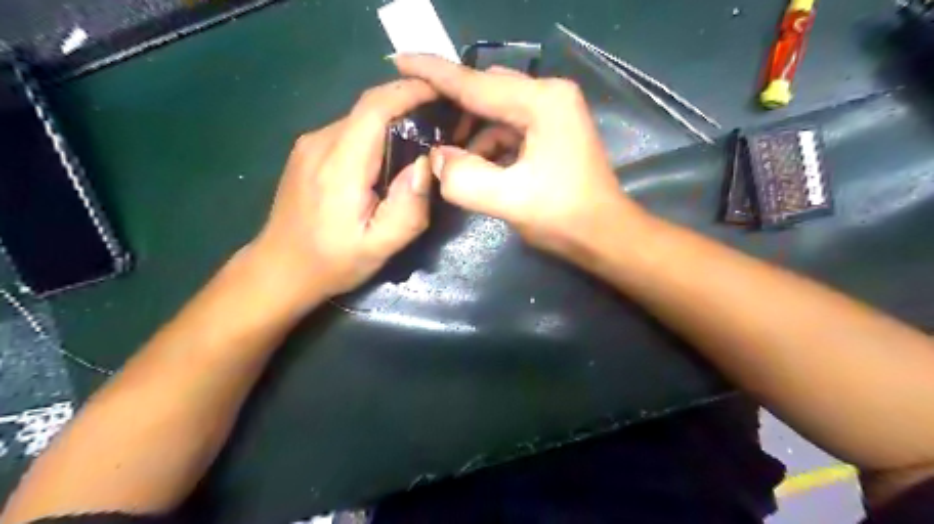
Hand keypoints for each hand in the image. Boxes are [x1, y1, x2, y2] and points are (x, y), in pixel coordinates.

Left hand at [253, 79, 439, 312]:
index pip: (375, 107)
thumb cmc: (332, 262)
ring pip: (359, 119)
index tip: (442, 93)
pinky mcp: (308, 152)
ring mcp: (309, 145)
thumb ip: (409, 207)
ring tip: (421, 140)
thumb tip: (427, 164)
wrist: (280, 269)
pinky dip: (375, 134)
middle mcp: (320, 143)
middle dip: (408, 105)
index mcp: (339, 165)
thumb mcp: (380, 246)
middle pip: (369, 108)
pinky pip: (349, 131)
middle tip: (442, 121)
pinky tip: (388, 157)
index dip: (410, 92)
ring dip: (392, 121)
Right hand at [391, 54, 643, 255]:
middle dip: (453, 109)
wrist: (604, 236)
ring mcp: (553, 114)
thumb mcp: (509, 200)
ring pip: (496, 113)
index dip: (434, 73)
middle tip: (421, 125)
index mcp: (543, 102)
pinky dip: (488, 145)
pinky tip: (476, 166)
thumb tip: (439, 158)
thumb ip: (464, 178)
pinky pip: (508, 129)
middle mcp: (549, 97)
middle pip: (487, 93)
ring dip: (471, 134)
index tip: (399, 59)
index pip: (476, 84)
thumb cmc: (564, 217)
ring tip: (450, 158)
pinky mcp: (551, 132)